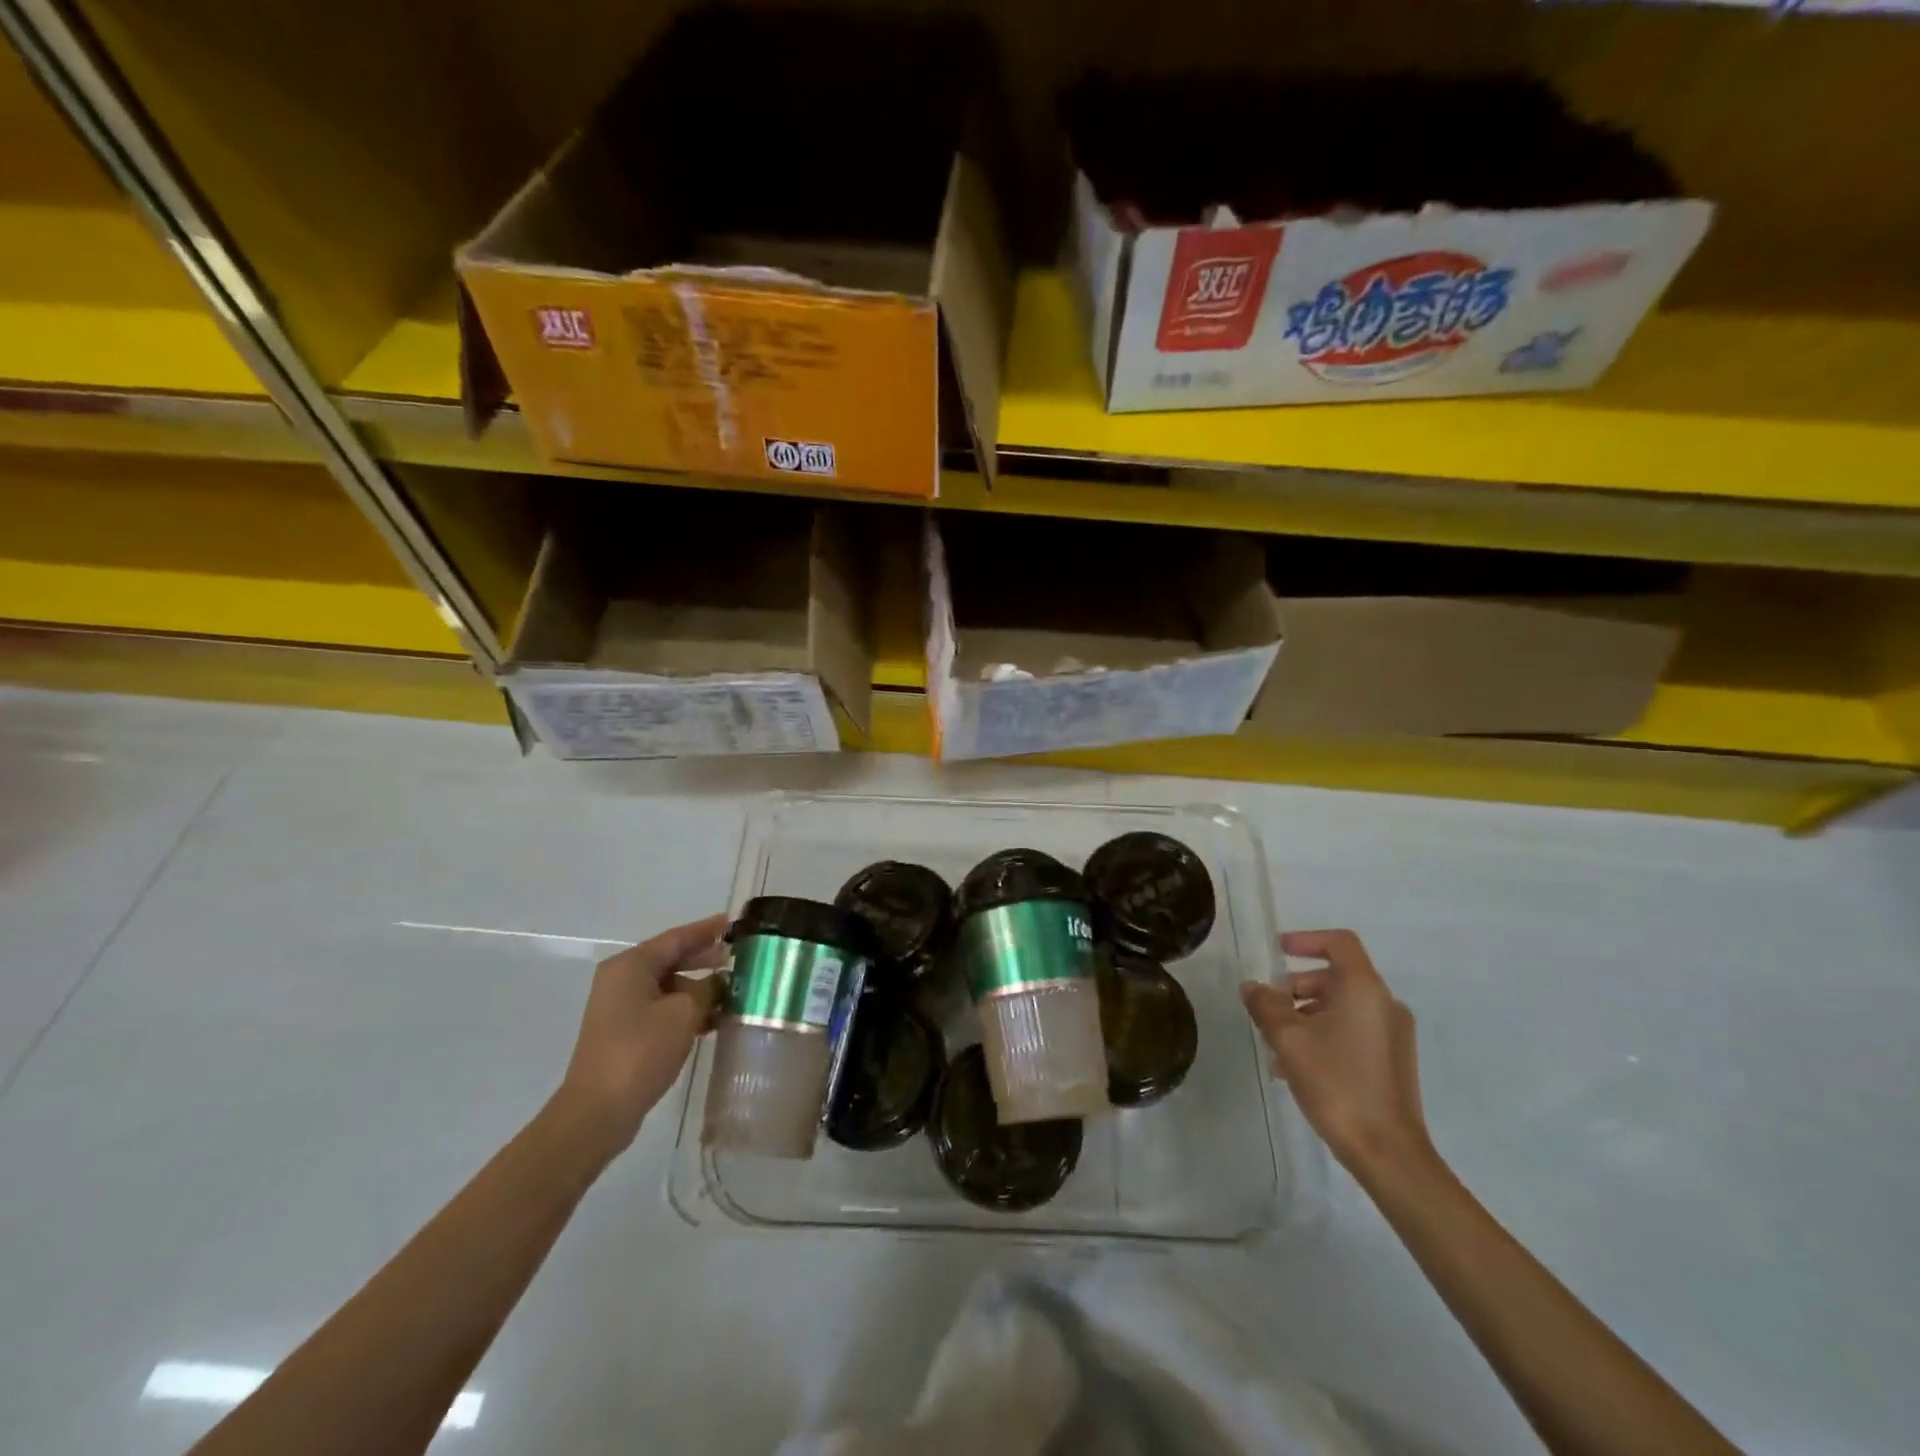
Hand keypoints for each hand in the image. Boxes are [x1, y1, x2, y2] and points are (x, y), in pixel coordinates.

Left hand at [552, 913, 728, 1160]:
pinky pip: (662, 1008)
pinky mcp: (624, 1032)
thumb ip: (708, 989)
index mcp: (631, 965)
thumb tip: (721, 982)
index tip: (734, 923)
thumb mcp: (685, 1013)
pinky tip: (713, 1020)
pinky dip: (686, 1009)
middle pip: (671, 959)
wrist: (598, 1111)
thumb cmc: (641, 1051)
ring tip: (733, 992)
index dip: (708, 929)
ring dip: (699, 988)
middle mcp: (622, 979)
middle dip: (705, 958)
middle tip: (739, 957)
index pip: (677, 937)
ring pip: (668, 986)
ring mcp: (620, 1007)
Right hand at [1240, 929, 1433, 1179]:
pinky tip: (1297, 1065)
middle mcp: (1384, 1004)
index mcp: (1364, 989)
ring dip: (1306, 1014)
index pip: (1339, 943)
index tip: (1277, 951)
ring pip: (1342, 1006)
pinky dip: (1324, 1033)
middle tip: (1267, 1008)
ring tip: (1275, 1042)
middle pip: (1337, 977)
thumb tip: (1252, 987)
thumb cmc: (1336, 1083)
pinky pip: (1353, 1030)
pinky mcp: (1393, 1060)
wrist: (1388, 1152)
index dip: (1306, 939)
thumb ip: (1265, 1005)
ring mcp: (1393, 1034)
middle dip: (1296, 987)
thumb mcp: (1288, 1039)